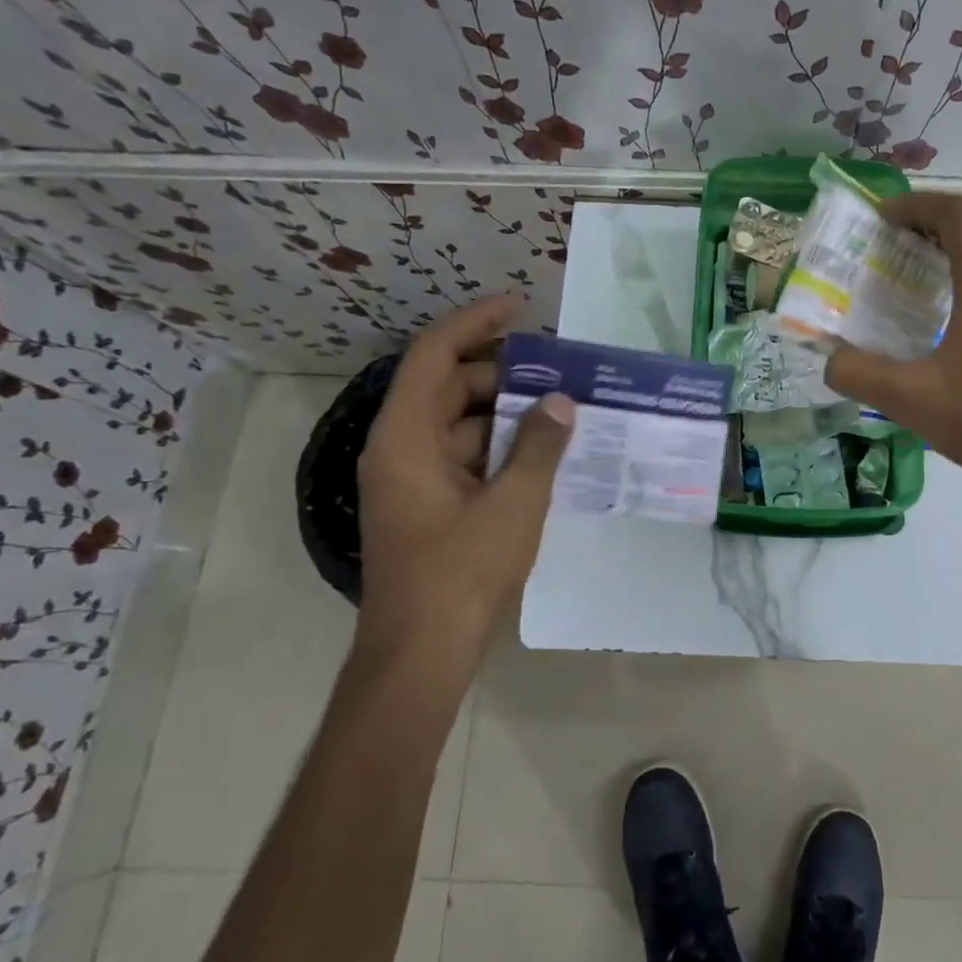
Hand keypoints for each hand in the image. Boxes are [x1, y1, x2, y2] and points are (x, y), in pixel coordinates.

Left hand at [356, 297, 574, 654]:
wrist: (422, 654)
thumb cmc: (461, 573)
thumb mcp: (514, 503)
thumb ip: (539, 446)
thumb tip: (561, 404)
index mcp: (404, 438)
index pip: (433, 355)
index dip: (476, 323)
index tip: (521, 307)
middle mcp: (400, 450)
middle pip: (447, 388)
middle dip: (502, 374)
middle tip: (557, 371)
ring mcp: (413, 482)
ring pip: (460, 426)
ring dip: (506, 415)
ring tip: (561, 409)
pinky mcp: (429, 508)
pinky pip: (465, 459)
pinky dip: (500, 449)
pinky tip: (544, 454)